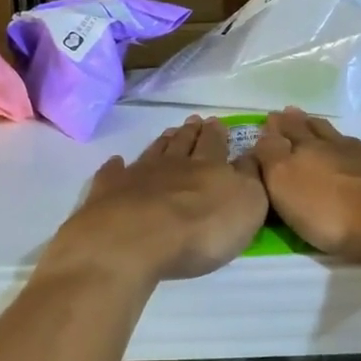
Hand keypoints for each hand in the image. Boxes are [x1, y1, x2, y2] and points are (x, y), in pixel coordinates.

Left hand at [43, 117, 267, 285]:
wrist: (136, 239)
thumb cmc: (201, 229)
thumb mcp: (247, 205)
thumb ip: (250, 178)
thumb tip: (250, 156)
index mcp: (209, 167)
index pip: (216, 145)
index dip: (218, 135)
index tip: (217, 122)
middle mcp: (174, 165)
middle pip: (184, 144)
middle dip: (192, 132)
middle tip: (194, 121)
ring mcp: (138, 176)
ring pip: (154, 153)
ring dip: (163, 142)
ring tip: (169, 133)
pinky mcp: (110, 192)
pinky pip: (114, 174)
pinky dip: (117, 167)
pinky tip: (117, 162)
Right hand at [254, 107, 360, 264]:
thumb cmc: (331, 210)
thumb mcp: (285, 184)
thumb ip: (272, 157)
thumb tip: (266, 133)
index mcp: (304, 152)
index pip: (285, 135)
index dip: (276, 128)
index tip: (271, 118)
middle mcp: (335, 147)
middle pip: (314, 131)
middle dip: (300, 123)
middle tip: (291, 113)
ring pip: (342, 139)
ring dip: (329, 133)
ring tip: (321, 127)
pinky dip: (360, 150)